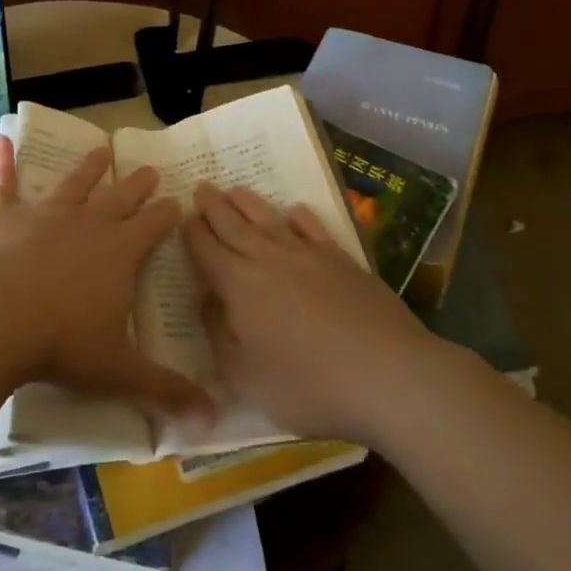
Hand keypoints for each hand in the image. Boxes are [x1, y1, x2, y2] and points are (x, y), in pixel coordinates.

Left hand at [0, 140, 211, 416]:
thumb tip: (213, 420)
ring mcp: (43, 214)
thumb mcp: (119, 371)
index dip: (166, 214)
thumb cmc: (62, 344)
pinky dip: (3, 163)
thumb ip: (165, 391)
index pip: (152, 227)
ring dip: (89, 167)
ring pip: (73, 184)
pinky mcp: (2, 216)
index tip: (177, 199)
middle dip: (136, 185)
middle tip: (149, 167)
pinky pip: (4, 184)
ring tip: (103, 149)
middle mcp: (86, 224)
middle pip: (119, 199)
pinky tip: (2, 142)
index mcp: (118, 253)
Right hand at [185, 184, 428, 441]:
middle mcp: (268, 259)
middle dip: (213, 206)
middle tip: (201, 186)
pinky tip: (294, 211)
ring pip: (269, 219)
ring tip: (234, 189)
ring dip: (248, 202)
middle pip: (233, 225)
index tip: (183, 217)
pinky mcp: (341, 259)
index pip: (206, 250)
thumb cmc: (308, 385)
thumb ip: (220, 336)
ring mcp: (308, 255)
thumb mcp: (247, 377)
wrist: (387, 373)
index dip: (192, 233)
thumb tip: (207, 302)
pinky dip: (299, 216)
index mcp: (238, 285)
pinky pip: (313, 228)